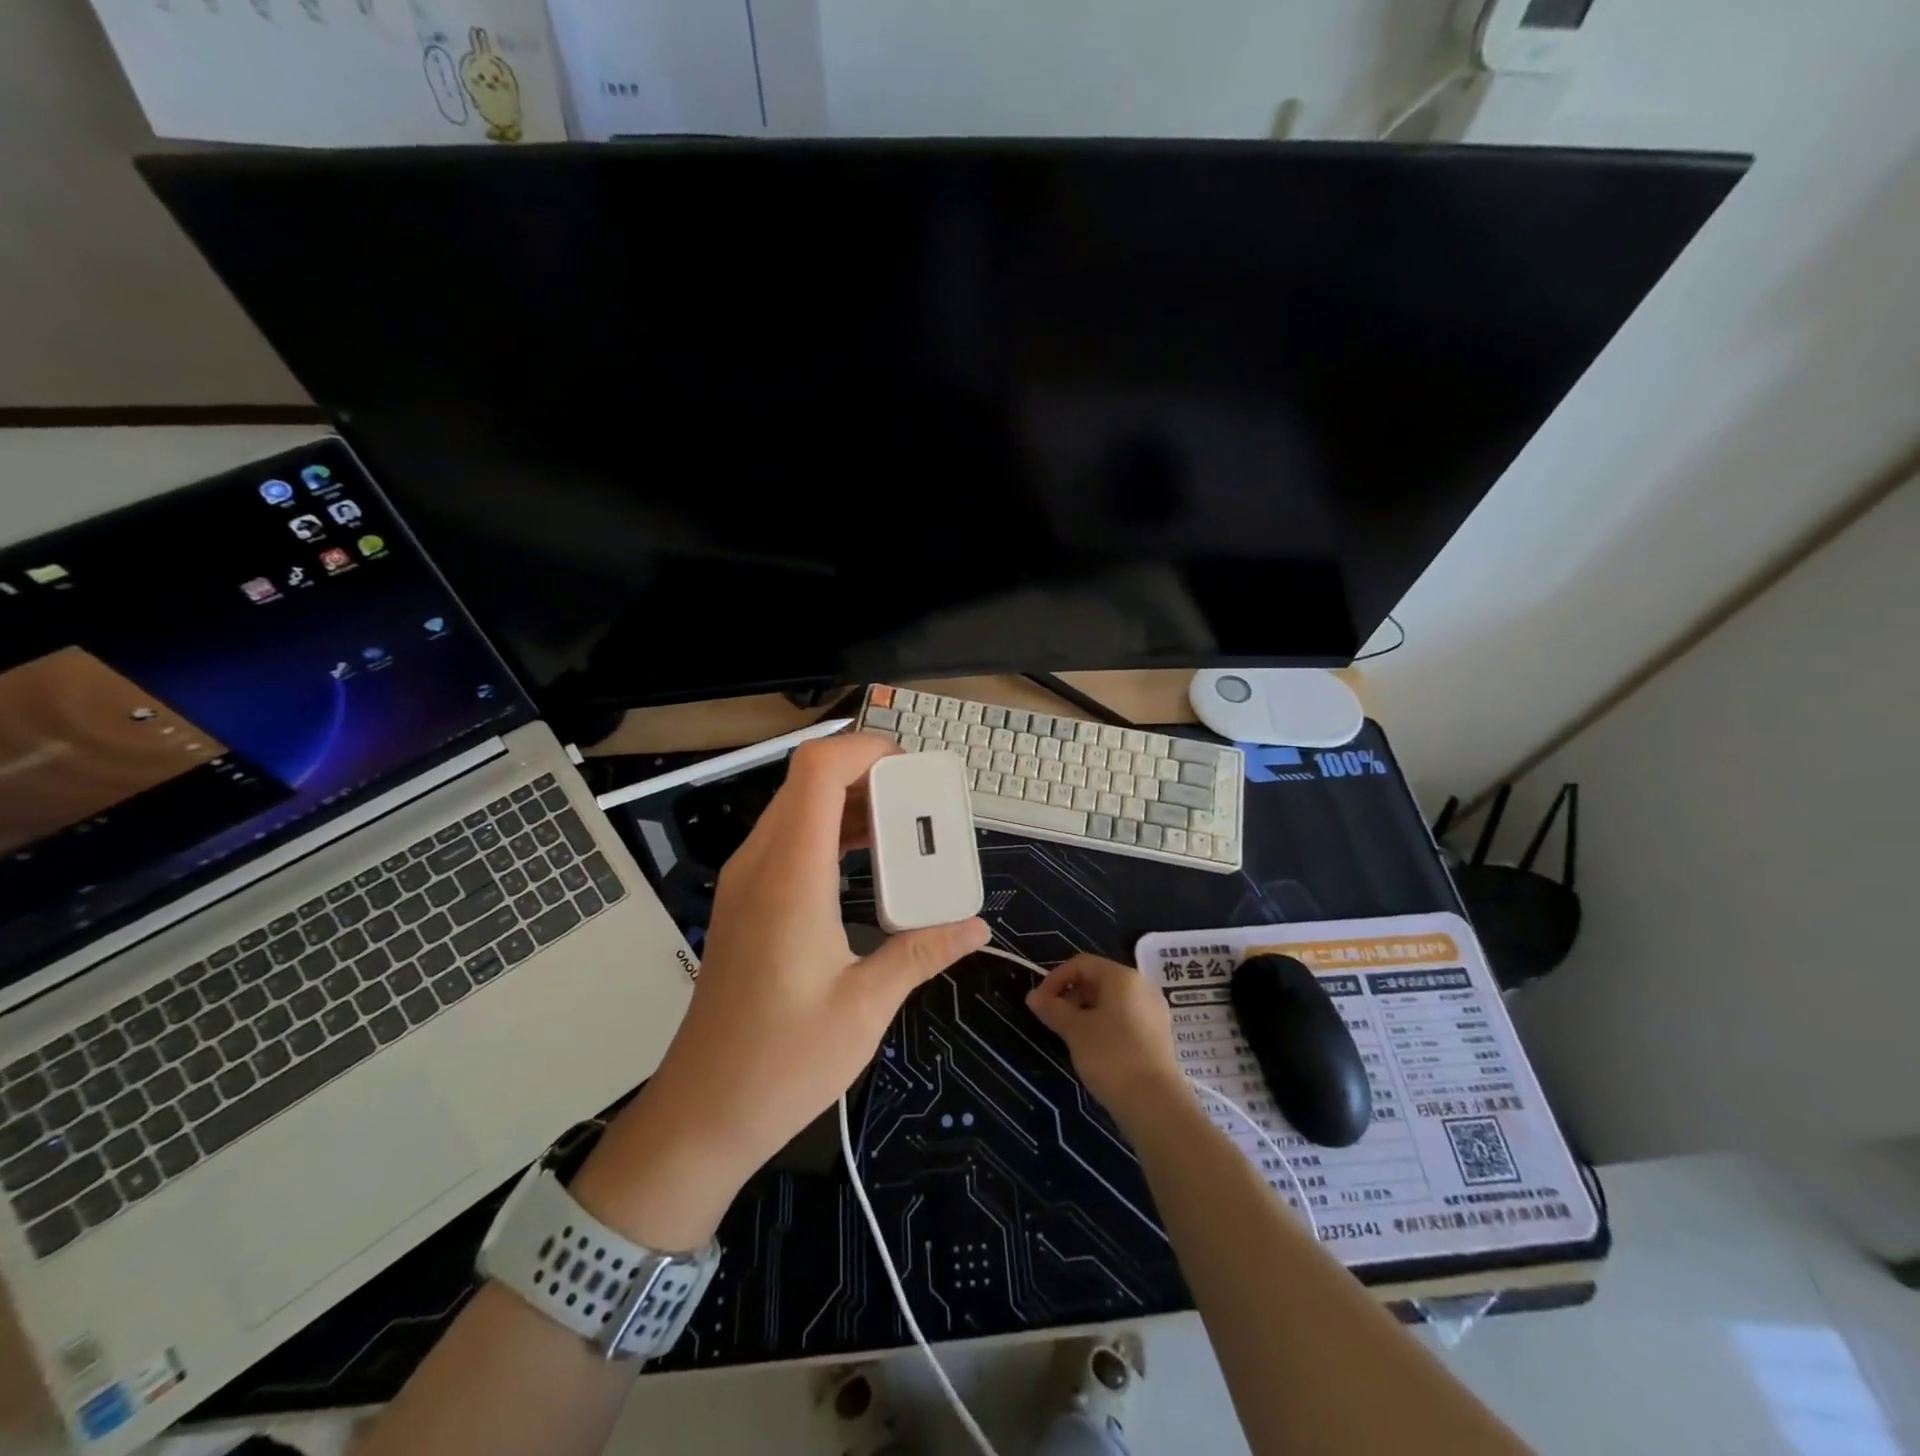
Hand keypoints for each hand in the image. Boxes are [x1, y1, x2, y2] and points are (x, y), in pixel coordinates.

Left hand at [573, 734, 987, 1248]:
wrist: (701, 1113)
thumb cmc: (782, 1062)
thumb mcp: (865, 1007)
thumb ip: (922, 953)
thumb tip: (976, 927)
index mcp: (790, 876)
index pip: (818, 771)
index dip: (865, 750)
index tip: (914, 771)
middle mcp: (760, 864)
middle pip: (808, 780)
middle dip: (868, 774)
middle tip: (922, 802)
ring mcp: (746, 881)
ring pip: (797, 807)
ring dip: (850, 803)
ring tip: (904, 828)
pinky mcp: (745, 901)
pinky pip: (789, 839)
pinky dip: (830, 831)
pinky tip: (868, 863)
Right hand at [1026, 954, 1186, 1123]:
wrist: (1155, 1104)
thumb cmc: (1111, 1056)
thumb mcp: (1075, 1030)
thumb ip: (1053, 1009)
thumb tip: (1032, 996)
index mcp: (1122, 977)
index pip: (1081, 963)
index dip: (1055, 978)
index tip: (1039, 1002)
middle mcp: (1142, 986)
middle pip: (1098, 979)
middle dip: (1070, 995)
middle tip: (1052, 1019)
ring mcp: (1153, 1011)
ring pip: (1111, 1000)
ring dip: (1086, 1011)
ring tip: (1070, 1035)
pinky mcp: (1157, 1035)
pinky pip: (1124, 1017)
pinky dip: (1104, 1024)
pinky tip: (1093, 1047)